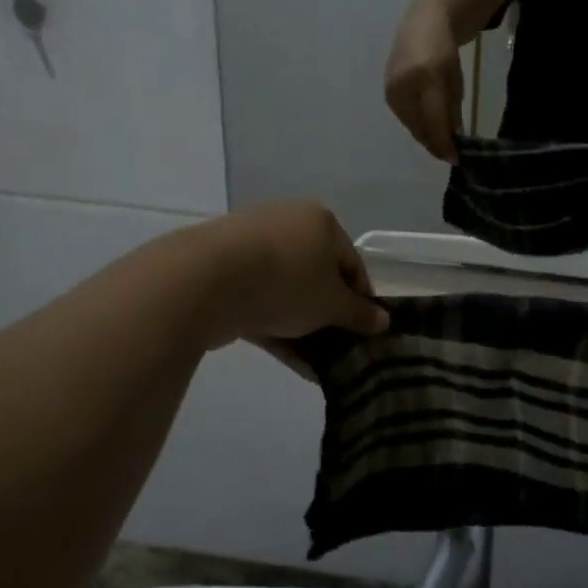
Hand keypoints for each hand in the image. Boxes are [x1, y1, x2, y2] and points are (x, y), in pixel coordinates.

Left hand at [180, 202, 387, 350]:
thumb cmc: (286, 282)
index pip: (351, 263)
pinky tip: (292, 363)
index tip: (364, 332)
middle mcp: (286, 224)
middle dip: (329, 316)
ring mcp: (250, 247)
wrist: (203, 281)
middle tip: (339, 348)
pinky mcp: (222, 273)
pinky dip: (276, 328)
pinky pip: (260, 301)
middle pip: (317, 276)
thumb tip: (384, 321)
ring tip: (317, 365)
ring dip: (304, 328)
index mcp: (320, 222)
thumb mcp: (332, 305)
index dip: (362, 300)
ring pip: (287, 292)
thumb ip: (359, 314)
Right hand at [384, 11, 464, 163]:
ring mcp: (391, 88)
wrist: (421, 24)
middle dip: (435, 143)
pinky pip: (404, 116)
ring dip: (425, 136)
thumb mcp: (455, 80)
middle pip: (420, 126)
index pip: (435, 120)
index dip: (445, 143)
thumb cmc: (445, 51)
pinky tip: (428, 128)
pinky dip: (417, 125)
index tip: (456, 160)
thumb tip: (454, 139)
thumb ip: (453, 110)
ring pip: (410, 124)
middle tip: (449, 155)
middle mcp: (404, 84)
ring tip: (440, 144)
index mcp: (426, 77)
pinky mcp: (387, 92)